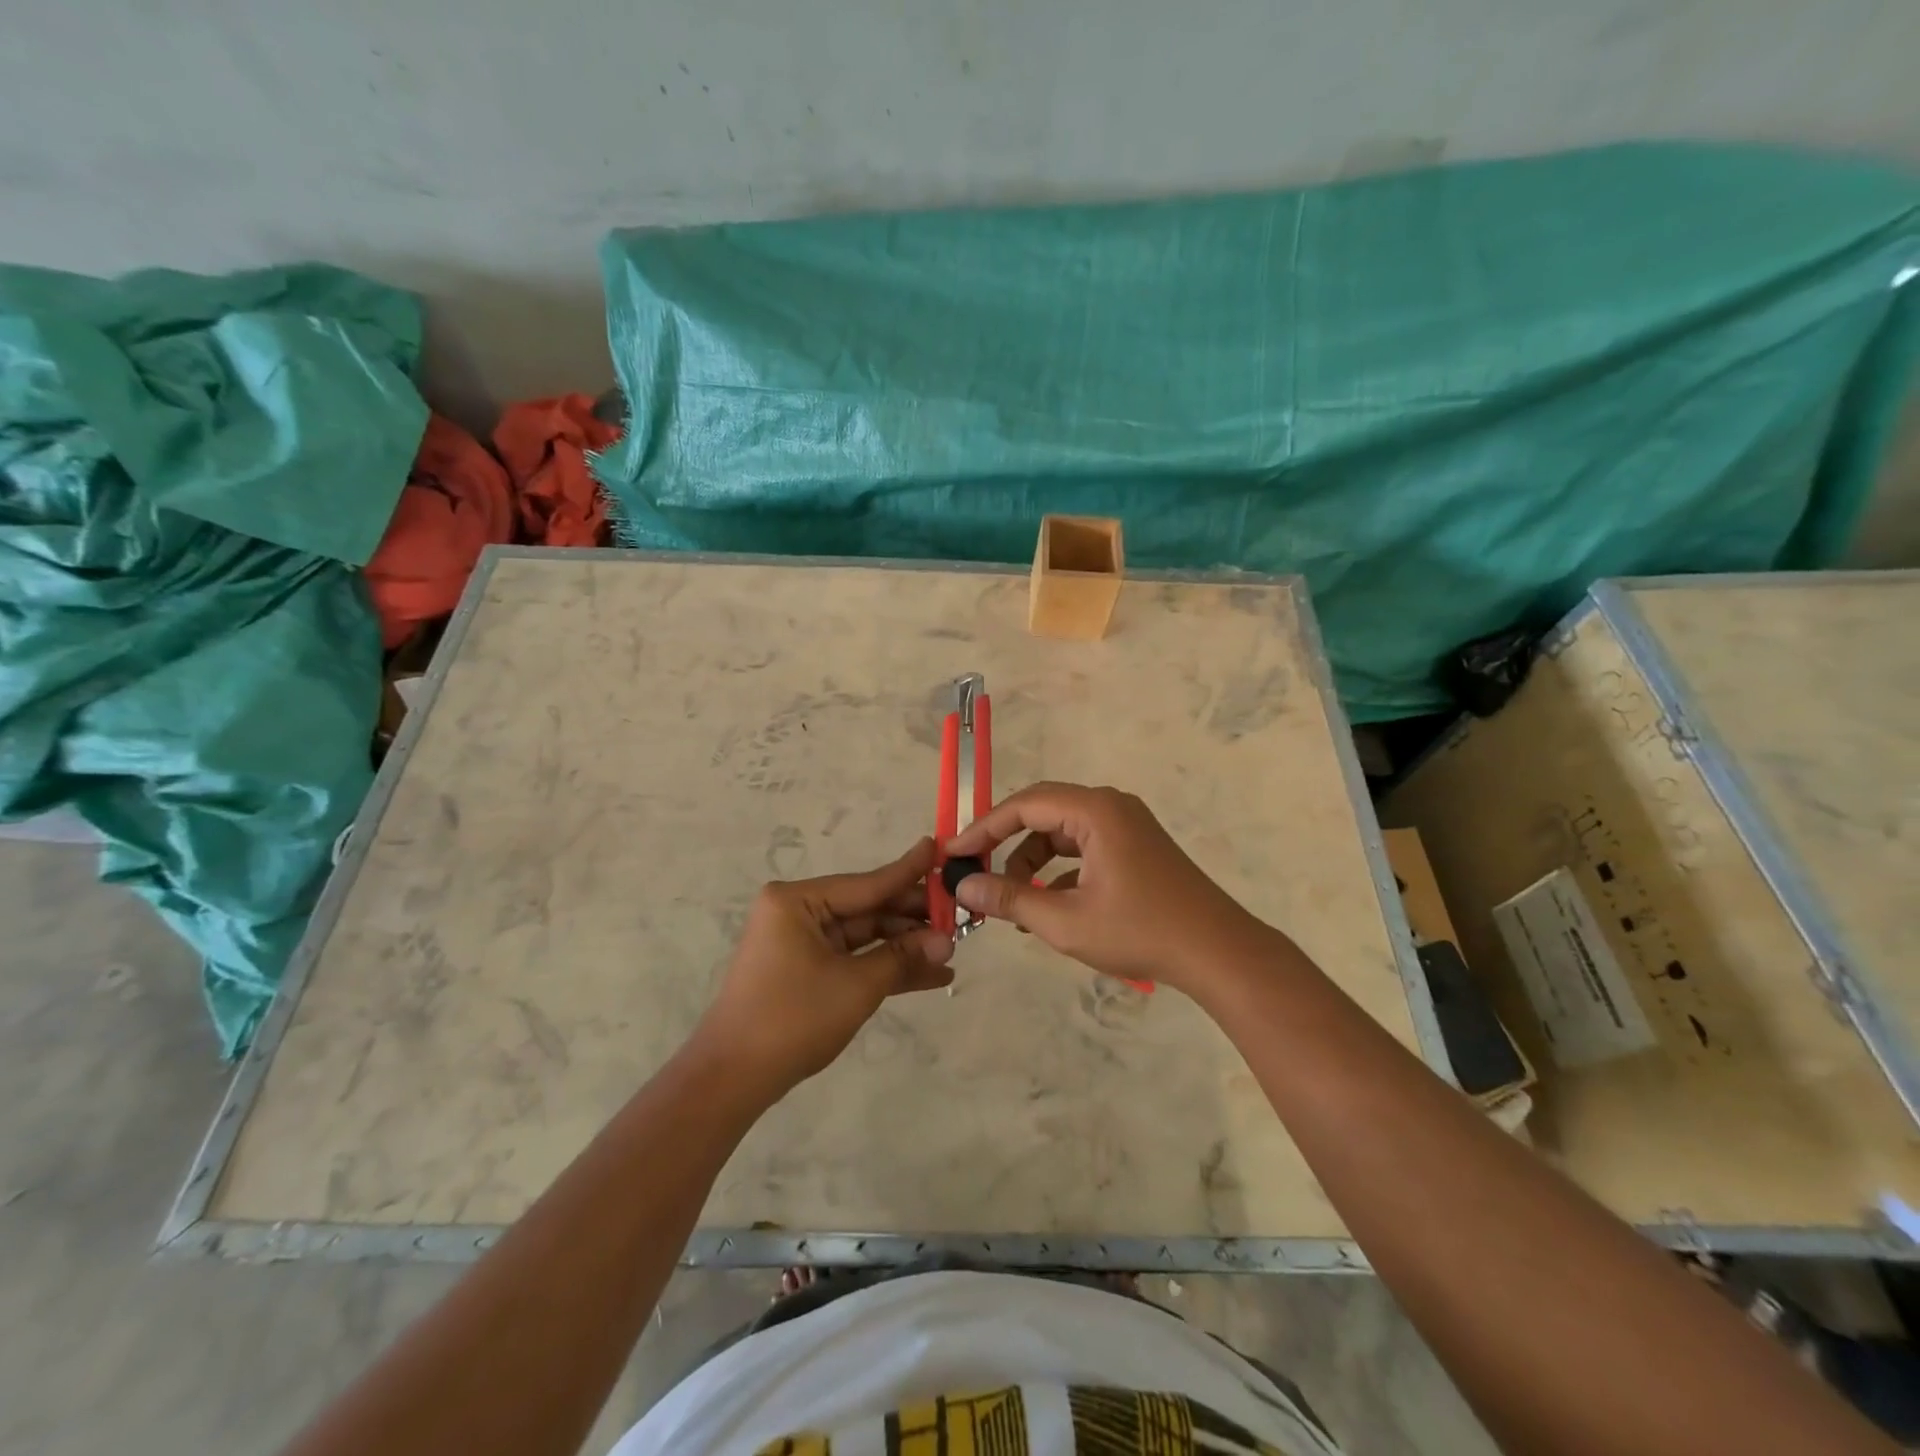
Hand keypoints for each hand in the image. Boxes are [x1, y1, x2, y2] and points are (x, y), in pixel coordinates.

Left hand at [692, 838, 954, 1100]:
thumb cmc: (792, 1018)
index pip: (868, 883)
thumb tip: (947, 941)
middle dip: (913, 919)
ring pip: (865, 936)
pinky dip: (885, 966)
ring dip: (905, 946)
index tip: (940, 849)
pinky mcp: (806, 969)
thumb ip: (902, 956)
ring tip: (952, 951)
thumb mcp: (856, 985)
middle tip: (959, 917)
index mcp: (798, 901)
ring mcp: (801, 942)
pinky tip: (929, 975)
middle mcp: (798, 912)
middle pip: (868, 908)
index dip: (909, 871)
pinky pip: (853, 959)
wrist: (732, 1079)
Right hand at [944, 783, 1263, 993]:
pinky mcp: (1135, 845)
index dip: (983, 828)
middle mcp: (1110, 806)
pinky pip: (1083, 846)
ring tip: (1012, 901)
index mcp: (1095, 811)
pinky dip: (1059, 870)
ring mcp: (1126, 824)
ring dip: (1032, 861)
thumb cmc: (1139, 931)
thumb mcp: (1065, 921)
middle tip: (975, 872)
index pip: (1024, 805)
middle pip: (1042, 813)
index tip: (953, 853)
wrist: (1217, 951)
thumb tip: (963, 886)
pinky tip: (1046, 905)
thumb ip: (1009, 899)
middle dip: (1005, 843)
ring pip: (1062, 832)